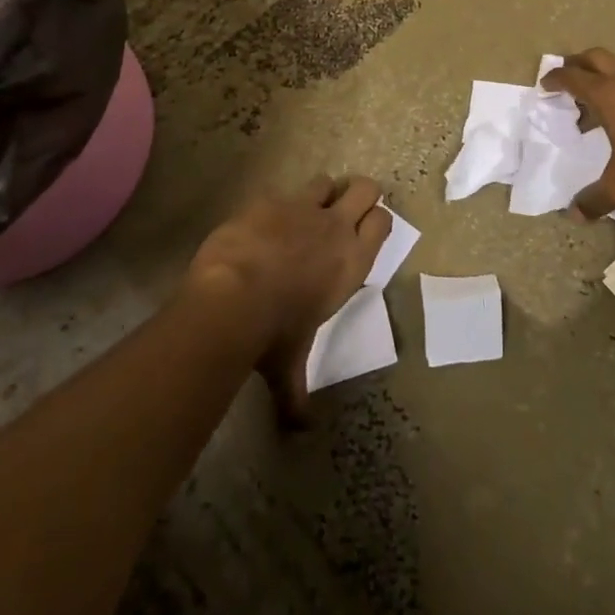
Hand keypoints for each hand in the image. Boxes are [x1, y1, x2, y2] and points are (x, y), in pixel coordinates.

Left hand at [185, 175, 391, 424]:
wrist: (232, 296)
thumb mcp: (289, 365)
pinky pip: (280, 192)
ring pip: (324, 182)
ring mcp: (301, 207)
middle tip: (342, 211)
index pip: (383, 222)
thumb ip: (296, 394)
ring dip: (318, 195)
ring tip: (301, 214)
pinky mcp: (269, 199)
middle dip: (357, 194)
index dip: (375, 221)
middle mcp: (334, 227)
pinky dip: (274, 206)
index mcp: (352, 260)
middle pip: (364, 187)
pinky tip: (259, 224)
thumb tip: (300, 431)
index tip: (363, 231)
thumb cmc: (274, 333)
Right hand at [541, 49, 614, 217]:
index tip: (544, 84)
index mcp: (608, 95)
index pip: (572, 77)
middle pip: (597, 57)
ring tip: (608, 87)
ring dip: (614, 67)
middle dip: (578, 63)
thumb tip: (573, 213)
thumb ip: (593, 200)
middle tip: (568, 77)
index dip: (555, 78)